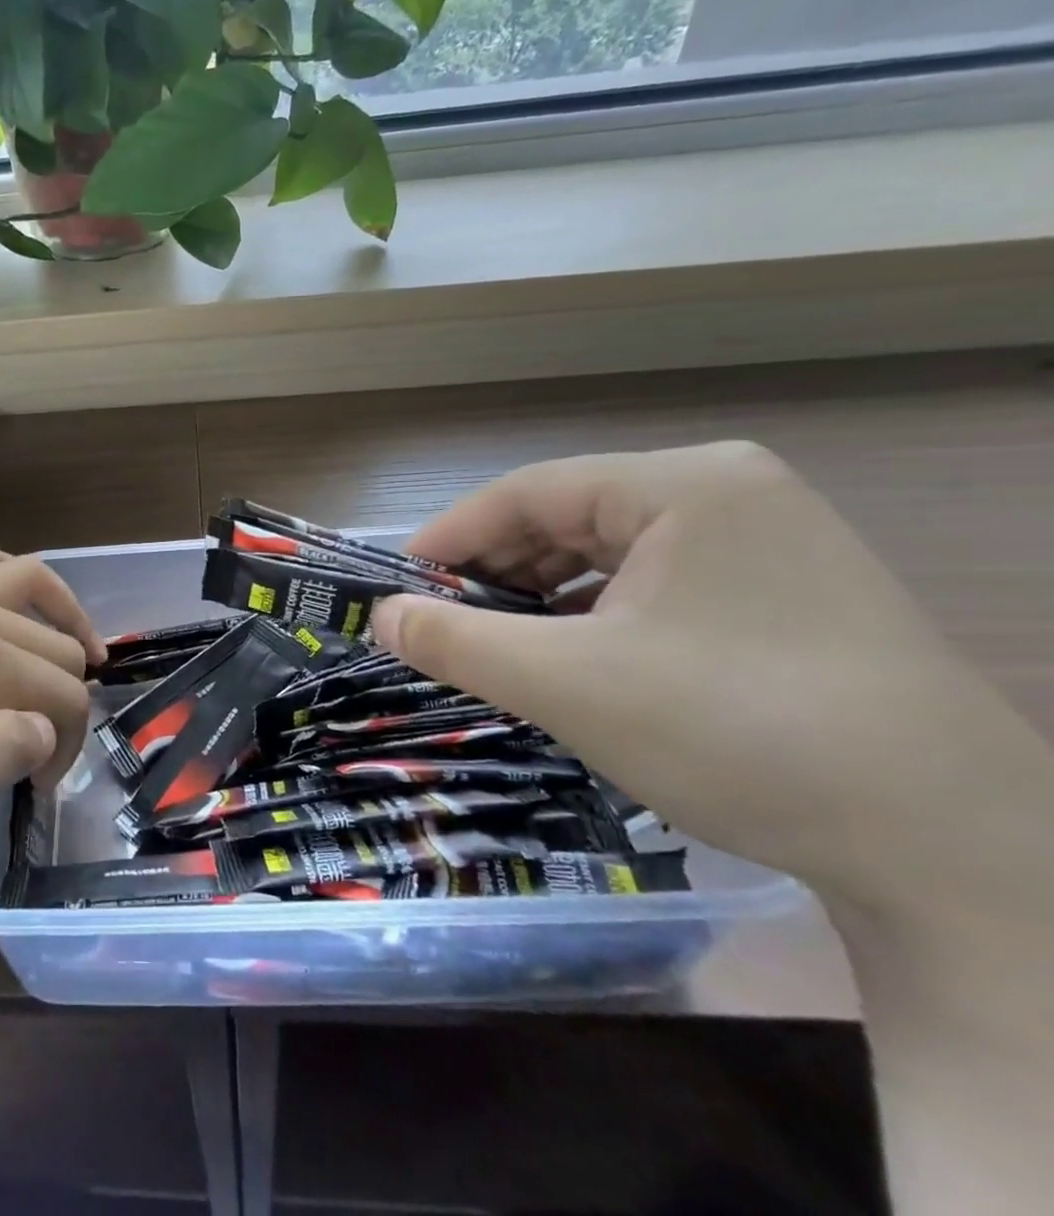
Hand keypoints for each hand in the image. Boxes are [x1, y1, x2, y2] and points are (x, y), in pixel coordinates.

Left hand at [0, 543, 102, 896]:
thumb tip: (44, 725)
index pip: (65, 696)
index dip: (67, 745)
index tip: (39, 785)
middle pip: (55, 646)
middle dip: (64, 700)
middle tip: (38, 755)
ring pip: (30, 586)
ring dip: (61, 621)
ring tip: (74, 664)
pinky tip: (8, 594)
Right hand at [368, 443, 1053, 917]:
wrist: (959, 855)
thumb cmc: (739, 732)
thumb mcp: (568, 684)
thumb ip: (456, 641)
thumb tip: (379, 616)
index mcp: (685, 484)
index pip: (528, 492)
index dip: (449, 537)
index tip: (397, 587)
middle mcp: (729, 494)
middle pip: (569, 519)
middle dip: (496, 573)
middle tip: (440, 624)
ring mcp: (768, 543)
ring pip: (611, 555)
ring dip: (542, 599)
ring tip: (496, 645)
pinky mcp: (786, 596)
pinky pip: (655, 587)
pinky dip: (597, 617)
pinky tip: (573, 659)